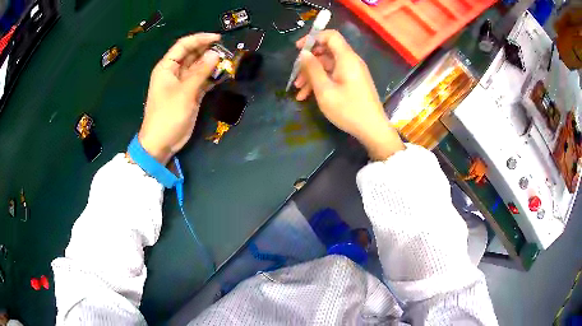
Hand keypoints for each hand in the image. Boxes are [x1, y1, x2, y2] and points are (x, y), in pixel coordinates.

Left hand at [138, 33, 220, 164]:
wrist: (161, 143)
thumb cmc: (168, 116)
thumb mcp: (185, 92)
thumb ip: (200, 72)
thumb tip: (216, 54)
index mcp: (167, 67)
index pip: (183, 45)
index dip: (200, 39)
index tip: (218, 38)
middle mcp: (174, 72)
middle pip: (191, 55)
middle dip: (207, 51)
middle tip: (226, 51)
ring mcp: (182, 84)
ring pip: (198, 67)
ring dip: (211, 64)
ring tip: (227, 61)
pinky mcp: (189, 94)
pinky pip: (201, 80)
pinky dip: (211, 77)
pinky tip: (222, 75)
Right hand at [294, 30, 404, 159]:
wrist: (372, 129)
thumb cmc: (348, 109)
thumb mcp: (325, 90)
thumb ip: (313, 69)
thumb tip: (303, 53)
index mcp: (346, 58)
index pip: (331, 36)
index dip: (313, 38)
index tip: (298, 49)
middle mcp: (351, 61)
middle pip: (327, 51)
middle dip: (309, 61)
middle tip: (295, 74)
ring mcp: (352, 72)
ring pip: (328, 66)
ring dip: (312, 75)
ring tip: (298, 90)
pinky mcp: (353, 82)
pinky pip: (334, 75)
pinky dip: (321, 82)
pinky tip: (307, 96)